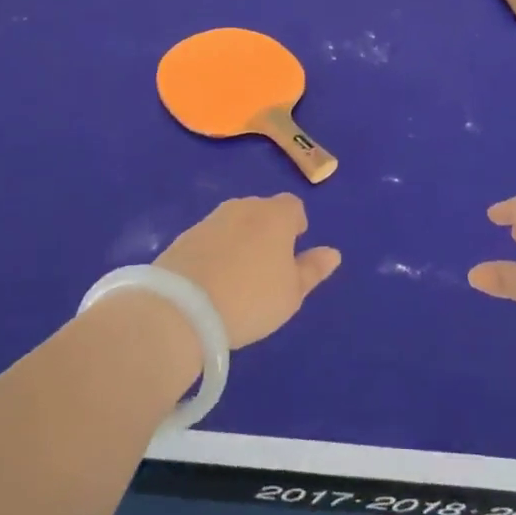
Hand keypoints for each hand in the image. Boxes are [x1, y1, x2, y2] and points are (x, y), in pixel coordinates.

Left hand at [156, 195, 341, 349]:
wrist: (182, 307)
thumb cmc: (251, 299)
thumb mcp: (291, 293)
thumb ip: (313, 270)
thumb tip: (333, 253)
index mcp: (275, 215)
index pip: (293, 206)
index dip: (296, 226)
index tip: (292, 250)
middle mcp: (243, 207)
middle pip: (262, 211)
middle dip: (267, 232)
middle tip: (267, 268)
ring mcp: (211, 219)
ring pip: (235, 223)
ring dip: (240, 241)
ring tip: (238, 277)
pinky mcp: (184, 236)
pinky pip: (210, 238)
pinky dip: (215, 252)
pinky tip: (212, 281)